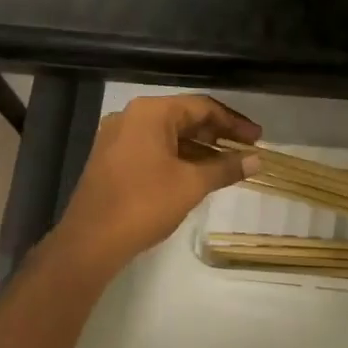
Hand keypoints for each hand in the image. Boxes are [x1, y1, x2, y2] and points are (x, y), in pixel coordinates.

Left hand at [52, 94, 261, 272]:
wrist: (90, 241)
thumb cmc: (144, 204)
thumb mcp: (192, 184)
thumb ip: (226, 168)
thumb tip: (258, 160)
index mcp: (151, 113)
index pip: (202, 107)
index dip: (234, 123)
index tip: (257, 138)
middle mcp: (132, 117)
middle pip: (185, 117)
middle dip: (218, 134)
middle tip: (247, 150)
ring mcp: (118, 138)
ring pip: (169, 135)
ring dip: (200, 148)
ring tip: (229, 164)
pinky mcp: (112, 159)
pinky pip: (154, 149)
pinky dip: (179, 157)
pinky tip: (199, 174)